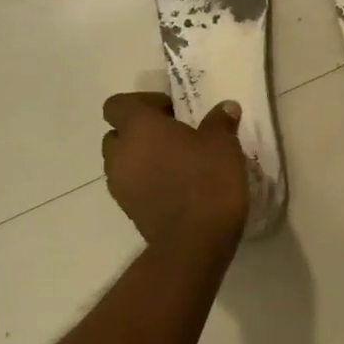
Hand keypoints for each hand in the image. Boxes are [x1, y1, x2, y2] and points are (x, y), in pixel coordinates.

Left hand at [101, 93, 247, 252]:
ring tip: (176, 163)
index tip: (172, 111)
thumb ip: (220, 121)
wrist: (195, 240)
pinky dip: (146, 181)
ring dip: (141, 158)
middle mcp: (120, 153)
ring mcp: (119, 184)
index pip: (118, 104)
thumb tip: (225, 108)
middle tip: (173, 136)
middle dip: (140, 132)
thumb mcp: (223, 142)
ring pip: (122, 161)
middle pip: (117, 133)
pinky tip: (176, 186)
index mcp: (138, 127)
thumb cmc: (207, 178)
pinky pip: (131, 184)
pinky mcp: (127, 210)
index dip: (143, 103)